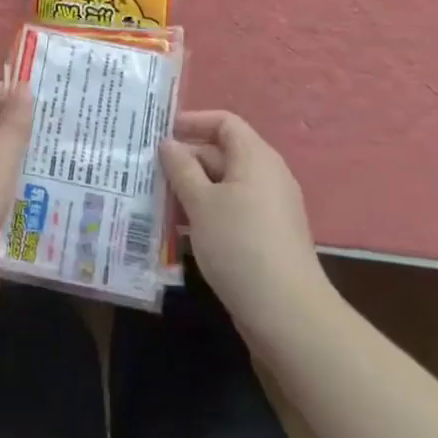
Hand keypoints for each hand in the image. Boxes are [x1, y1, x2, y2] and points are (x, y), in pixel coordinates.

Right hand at [160, 111, 329, 342]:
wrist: (288, 315)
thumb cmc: (240, 245)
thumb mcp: (201, 203)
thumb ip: (181, 168)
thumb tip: (168, 143)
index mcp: (255, 157)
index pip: (224, 122)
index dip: (193, 122)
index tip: (161, 133)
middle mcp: (266, 175)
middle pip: (222, 153)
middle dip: (185, 161)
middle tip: (149, 172)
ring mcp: (269, 208)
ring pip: (223, 186)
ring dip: (192, 190)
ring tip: (157, 201)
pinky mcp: (267, 237)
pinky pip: (232, 211)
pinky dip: (207, 213)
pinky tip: (180, 231)